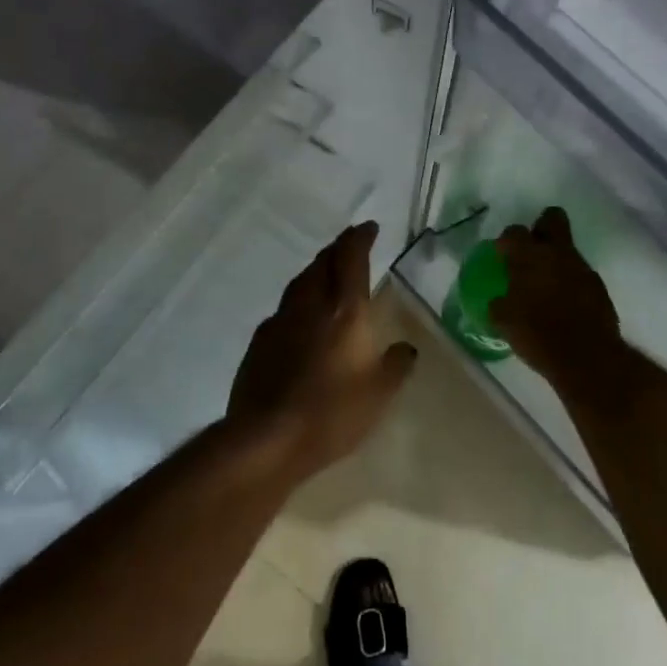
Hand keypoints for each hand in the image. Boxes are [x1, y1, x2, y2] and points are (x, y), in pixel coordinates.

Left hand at [227, 222, 417, 479]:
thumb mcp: (379, 394)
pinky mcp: (259, 341)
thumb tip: (406, 348)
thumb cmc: (332, 412)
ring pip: (300, 282)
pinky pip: (284, 309)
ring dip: (316, 271)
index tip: (369, 227)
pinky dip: (298, 302)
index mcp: (344, 309)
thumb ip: (396, 365)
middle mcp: (310, 304)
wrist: (266, 438)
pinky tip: (301, 318)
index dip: (360, 238)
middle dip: (338, 249)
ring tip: (326, 273)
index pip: (351, 258)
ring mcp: (280, 320)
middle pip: (322, 262)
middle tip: (350, 245)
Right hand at [489, 207, 622, 384]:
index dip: (507, 241)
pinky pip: (581, 274)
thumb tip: (498, 301)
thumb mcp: (505, 322)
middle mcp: (557, 253)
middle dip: (541, 227)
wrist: (587, 358)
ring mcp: (582, 267)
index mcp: (529, 257)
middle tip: (532, 249)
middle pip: (552, 218)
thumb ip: (500, 305)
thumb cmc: (538, 336)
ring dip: (557, 260)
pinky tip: (565, 304)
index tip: (502, 255)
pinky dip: (571, 282)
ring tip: (546, 285)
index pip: (514, 232)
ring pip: (568, 249)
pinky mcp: (599, 286)